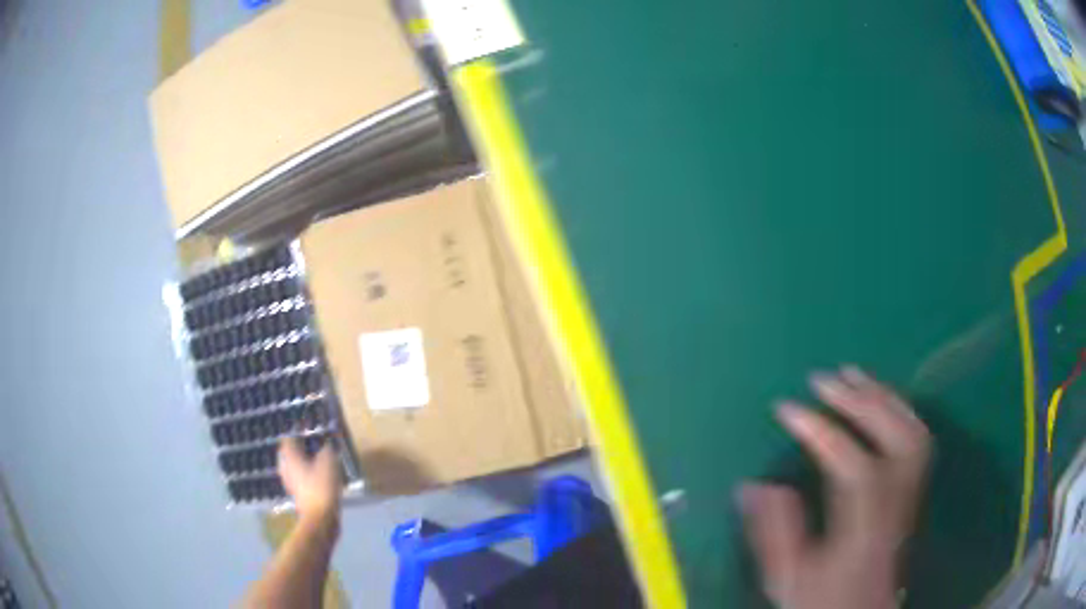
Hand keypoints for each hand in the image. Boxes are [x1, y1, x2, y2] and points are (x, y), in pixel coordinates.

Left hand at [278, 438, 341, 523]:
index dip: (299, 430)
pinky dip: (307, 472)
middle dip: (300, 446)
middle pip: (289, 451)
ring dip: (304, 460)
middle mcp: (285, 466)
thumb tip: (325, 443)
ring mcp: (289, 481)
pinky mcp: (296, 493)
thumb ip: (326, 448)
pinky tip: (318, 475)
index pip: (289, 436)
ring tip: (318, 458)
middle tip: (314, 442)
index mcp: (289, 455)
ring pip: (294, 464)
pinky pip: (299, 476)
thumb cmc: (321, 486)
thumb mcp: (329, 461)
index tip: (309, 427)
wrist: (320, 517)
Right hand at [739, 367, 930, 608]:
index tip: (785, 408)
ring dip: (882, 396)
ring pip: (911, 432)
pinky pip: (917, 437)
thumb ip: (772, 533)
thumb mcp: (788, 578)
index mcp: (863, 529)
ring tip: (851, 373)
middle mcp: (895, 505)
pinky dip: (899, 409)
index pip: (853, 467)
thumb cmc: (824, 599)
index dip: (820, 432)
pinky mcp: (914, 490)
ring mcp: (911, 494)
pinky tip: (880, 398)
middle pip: (892, 439)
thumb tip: (752, 484)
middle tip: (821, 379)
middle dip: (857, 402)